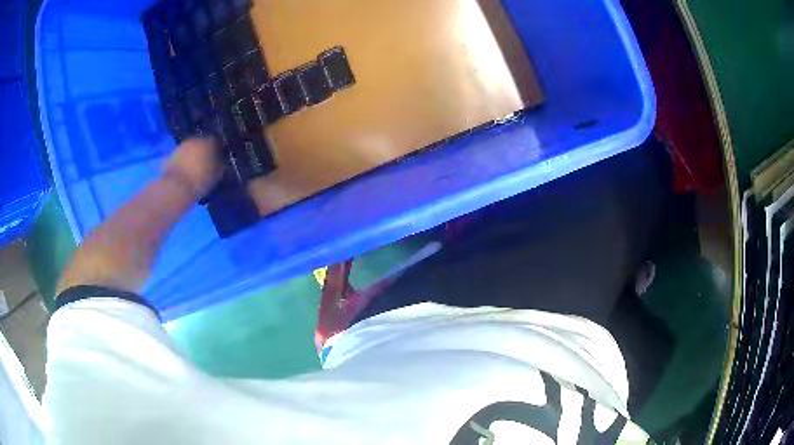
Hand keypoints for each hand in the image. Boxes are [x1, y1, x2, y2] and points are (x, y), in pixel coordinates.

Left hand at [163, 137, 224, 197]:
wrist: (175, 189)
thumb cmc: (199, 181)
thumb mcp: (216, 176)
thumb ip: (221, 166)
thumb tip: (223, 163)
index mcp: (208, 141)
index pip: (217, 141)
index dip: (219, 150)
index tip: (221, 158)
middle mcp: (194, 140)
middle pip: (202, 143)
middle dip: (205, 151)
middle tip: (208, 163)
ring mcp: (180, 147)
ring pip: (190, 149)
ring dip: (193, 156)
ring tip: (195, 168)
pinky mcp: (170, 156)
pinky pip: (180, 158)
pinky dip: (183, 163)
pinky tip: (184, 172)